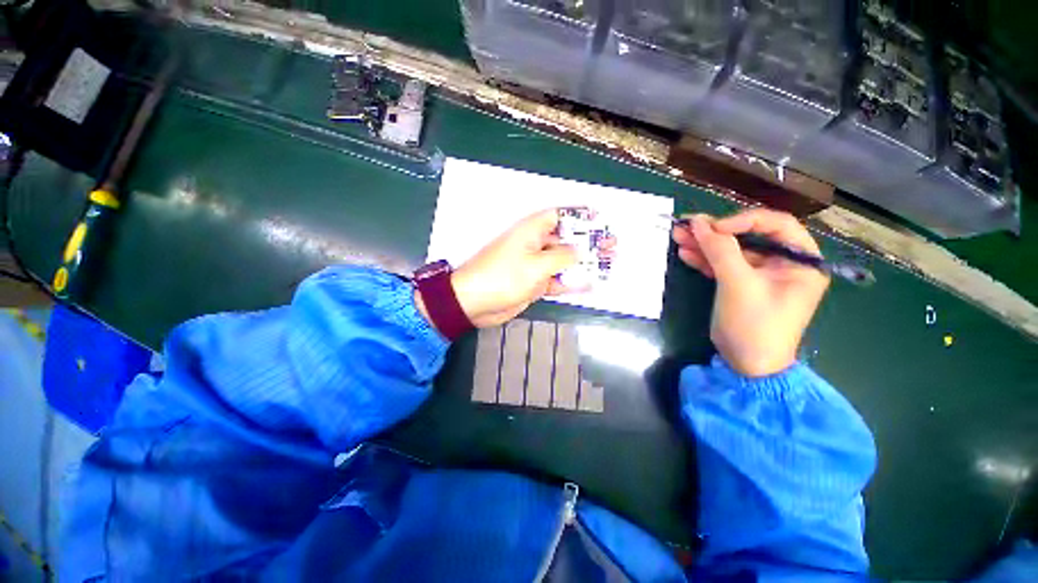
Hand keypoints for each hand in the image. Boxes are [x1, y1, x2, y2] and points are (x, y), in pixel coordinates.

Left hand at [417, 208, 613, 329]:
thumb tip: (579, 251)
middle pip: (566, 240)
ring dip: (584, 263)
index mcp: (531, 231)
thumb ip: (561, 257)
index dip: (579, 215)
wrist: (474, 303)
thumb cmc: (503, 277)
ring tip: (608, 263)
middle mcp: (535, 245)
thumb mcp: (535, 265)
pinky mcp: (534, 284)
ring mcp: (535, 266)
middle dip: (588, 242)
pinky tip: (590, 284)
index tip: (600, 218)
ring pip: (564, 261)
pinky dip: (572, 283)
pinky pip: (557, 281)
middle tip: (612, 245)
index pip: (559, 216)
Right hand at [673, 208, 828, 376]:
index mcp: (800, 261)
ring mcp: (762, 275)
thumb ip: (720, 250)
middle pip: (749, 237)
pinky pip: (724, 266)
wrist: (747, 365)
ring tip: (678, 236)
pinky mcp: (742, 285)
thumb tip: (698, 222)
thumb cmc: (754, 325)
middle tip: (686, 225)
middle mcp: (784, 264)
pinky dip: (705, 260)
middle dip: (715, 232)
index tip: (713, 228)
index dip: (743, 220)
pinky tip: (686, 253)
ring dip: (705, 245)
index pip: (775, 225)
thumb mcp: (738, 285)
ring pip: (732, 251)